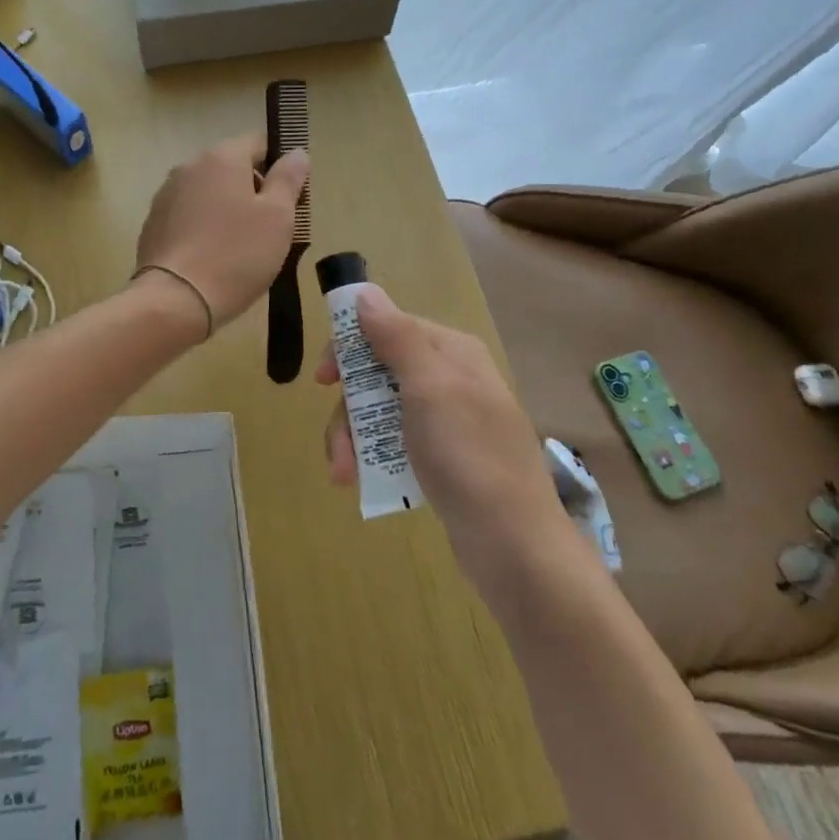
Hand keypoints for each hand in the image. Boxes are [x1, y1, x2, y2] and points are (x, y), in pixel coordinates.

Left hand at [134, 133, 307, 331]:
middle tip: (269, 229)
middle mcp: (189, 167)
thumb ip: (288, 179)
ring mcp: (166, 195)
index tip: (288, 199)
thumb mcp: (278, 217)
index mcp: (221, 158)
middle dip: (252, 190)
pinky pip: (188, 216)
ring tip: (240, 248)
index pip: (257, 143)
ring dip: (226, 210)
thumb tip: (296, 152)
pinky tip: (212, 258)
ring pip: (208, 193)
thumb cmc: (236, 255)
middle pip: (231, 168)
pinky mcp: (153, 224)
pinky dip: (203, 228)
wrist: (176, 300)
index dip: (278, 166)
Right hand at [320, 284, 558, 550]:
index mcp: (451, 352)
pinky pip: (394, 441)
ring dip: (355, 438)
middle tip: (337, 444)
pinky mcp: (442, 457)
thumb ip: (396, 336)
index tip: (324, 380)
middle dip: (351, 408)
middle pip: (379, 372)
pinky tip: (359, 482)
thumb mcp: (429, 388)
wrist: (515, 547)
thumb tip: (365, 292)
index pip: (388, 327)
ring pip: (381, 410)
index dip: (350, 348)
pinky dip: (372, 456)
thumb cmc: (469, 457)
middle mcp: (450, 378)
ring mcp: (447, 420)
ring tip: (344, 474)